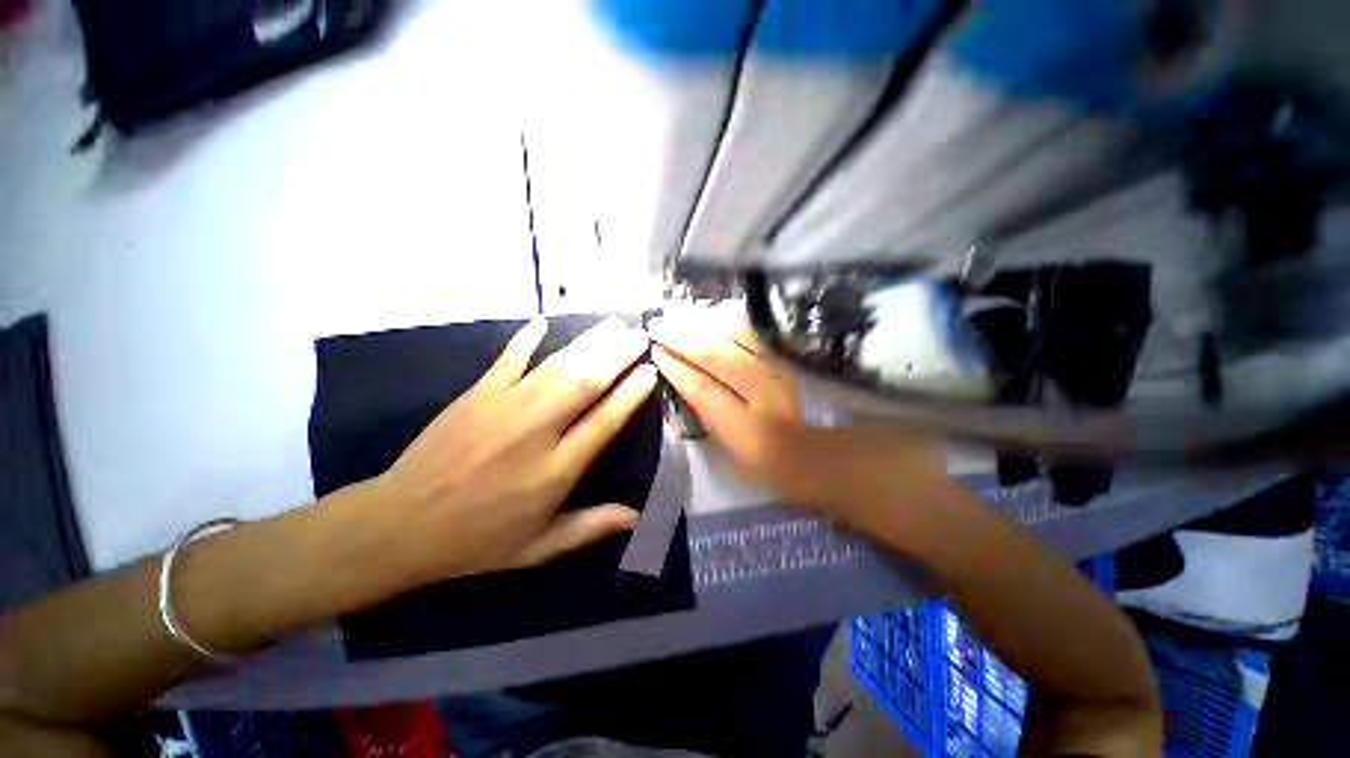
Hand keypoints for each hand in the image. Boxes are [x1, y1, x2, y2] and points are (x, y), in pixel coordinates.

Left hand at [369, 318, 656, 584]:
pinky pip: (507, 359)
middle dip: (617, 357)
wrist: (400, 525)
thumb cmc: (478, 540)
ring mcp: (503, 408)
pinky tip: (543, 321)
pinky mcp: (476, 395)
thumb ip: (589, 527)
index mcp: (554, 471)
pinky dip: (526, 339)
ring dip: (588, 343)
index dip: (631, 394)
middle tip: (640, 336)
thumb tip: (636, 516)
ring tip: (613, 325)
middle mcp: (535, 432)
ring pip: (556, 366)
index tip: (650, 372)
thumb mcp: (539, 548)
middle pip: (585, 384)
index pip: (604, 422)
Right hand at [648, 312, 950, 531]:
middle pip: (723, 361)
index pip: (706, 394)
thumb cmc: (817, 486)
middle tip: (662, 323)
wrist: (879, 480)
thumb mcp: (760, 471)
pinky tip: (730, 320)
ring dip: (713, 330)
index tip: (657, 351)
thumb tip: (702, 397)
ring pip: (746, 346)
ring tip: (687, 318)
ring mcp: (795, 381)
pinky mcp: (811, 370)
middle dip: (688, 341)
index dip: (679, 371)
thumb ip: (728, 431)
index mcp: (758, 438)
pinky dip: (746, 331)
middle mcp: (773, 403)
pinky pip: (771, 344)